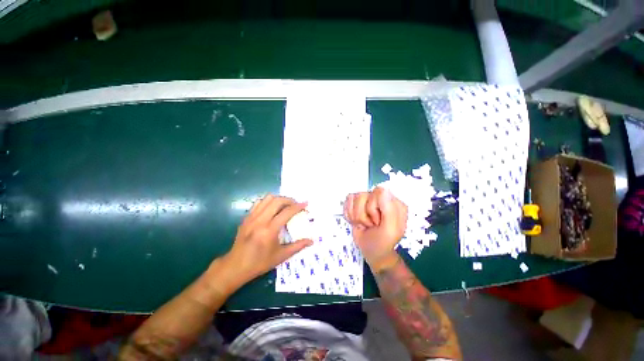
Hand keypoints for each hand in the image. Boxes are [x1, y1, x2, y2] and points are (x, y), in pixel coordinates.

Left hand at [216, 195, 312, 292]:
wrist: (236, 266)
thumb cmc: (260, 262)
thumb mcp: (281, 256)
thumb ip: (298, 246)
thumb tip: (312, 241)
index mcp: (270, 230)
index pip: (287, 212)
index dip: (298, 206)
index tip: (305, 204)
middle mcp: (260, 220)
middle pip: (277, 201)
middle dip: (289, 200)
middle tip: (296, 204)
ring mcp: (252, 217)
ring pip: (267, 198)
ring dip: (279, 199)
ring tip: (285, 205)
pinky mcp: (246, 217)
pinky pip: (259, 203)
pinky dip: (268, 201)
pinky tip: (272, 208)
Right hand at [344, 187, 407, 271]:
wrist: (371, 252)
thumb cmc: (382, 243)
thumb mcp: (389, 231)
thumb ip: (389, 211)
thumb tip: (383, 189)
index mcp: (394, 203)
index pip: (378, 192)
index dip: (373, 208)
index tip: (377, 222)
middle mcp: (381, 199)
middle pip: (363, 195)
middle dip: (363, 214)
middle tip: (370, 225)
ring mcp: (368, 200)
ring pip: (354, 198)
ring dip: (356, 216)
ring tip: (364, 225)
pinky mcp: (357, 203)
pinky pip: (348, 201)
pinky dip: (349, 214)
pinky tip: (356, 221)